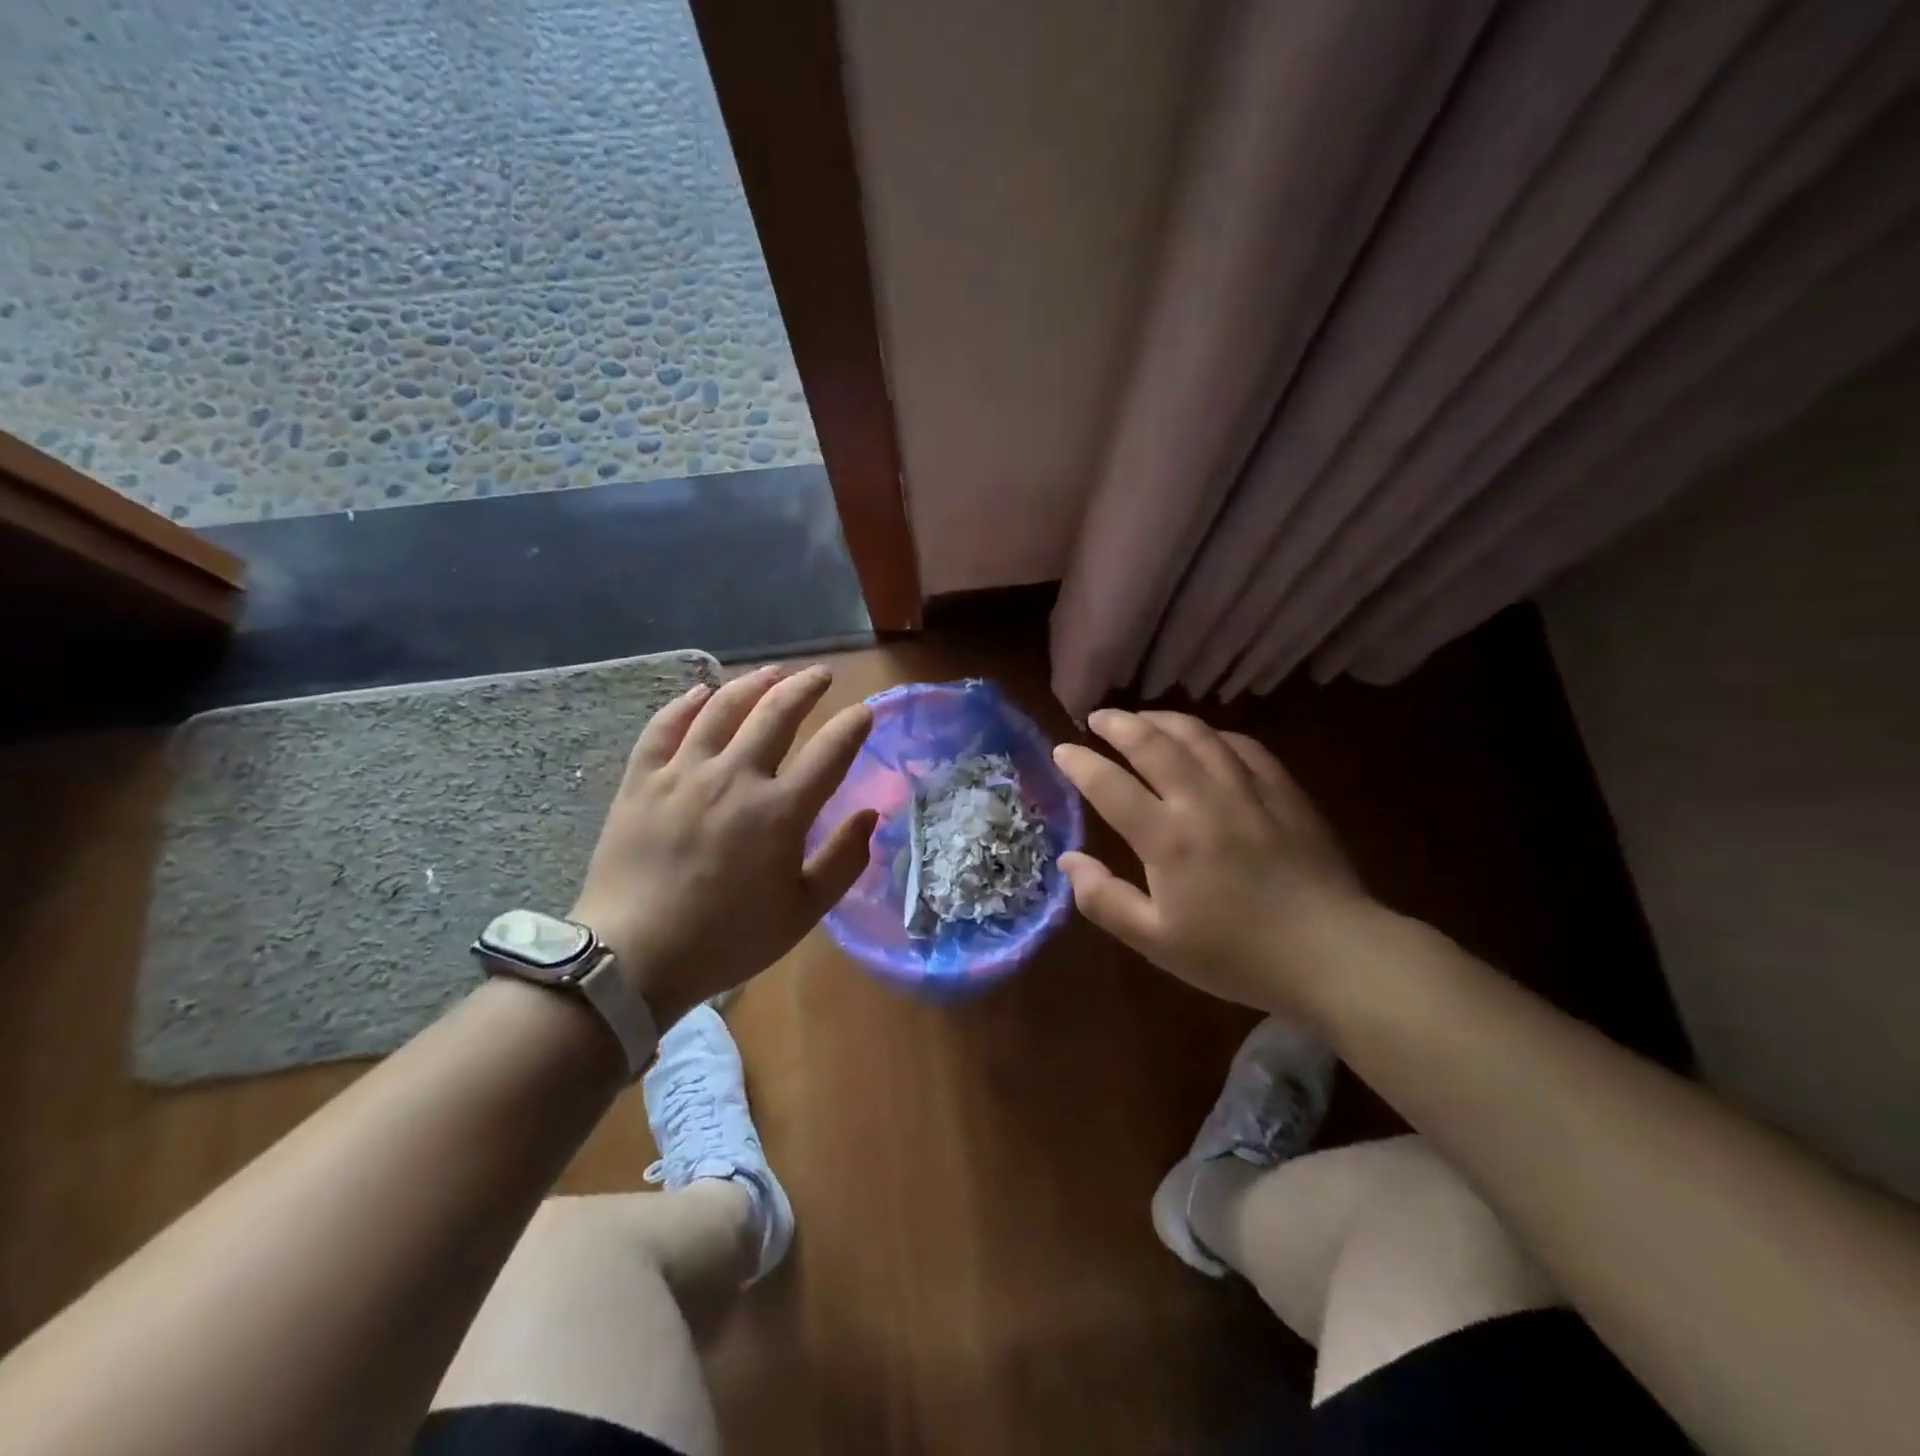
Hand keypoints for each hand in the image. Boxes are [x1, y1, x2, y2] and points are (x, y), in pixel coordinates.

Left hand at [570, 664, 876, 1025]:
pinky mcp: (641, 780)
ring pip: (722, 708)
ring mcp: (683, 773)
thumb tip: (870, 815)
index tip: (865, 710)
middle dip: (805, 687)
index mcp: (780, 812)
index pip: (829, 752)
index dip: (852, 726)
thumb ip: (844, 861)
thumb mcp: (802, 912)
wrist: (633, 958)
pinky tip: (701, 692)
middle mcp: (735, 778)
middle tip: (821, 675)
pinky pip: (664, 726)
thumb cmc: (727, 939)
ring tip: (771, 672)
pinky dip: (686, 703)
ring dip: (753, 684)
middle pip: (777, 713)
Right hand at [1052, 710, 1372, 1014]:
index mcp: (1167, 838)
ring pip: (1198, 735)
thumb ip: (1104, 899)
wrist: (1333, 953)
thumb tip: (1069, 860)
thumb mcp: (1157, 942)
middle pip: (1153, 743)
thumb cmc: (1237, 955)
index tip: (1062, 749)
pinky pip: (1242, 746)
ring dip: (1162, 719)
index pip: (1110, 785)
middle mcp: (1202, 800)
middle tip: (1097, 717)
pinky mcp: (1284, 791)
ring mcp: (1247, 790)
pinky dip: (1213, 735)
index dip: (1080, 763)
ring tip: (1142, 718)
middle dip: (1118, 724)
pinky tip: (1206, 739)